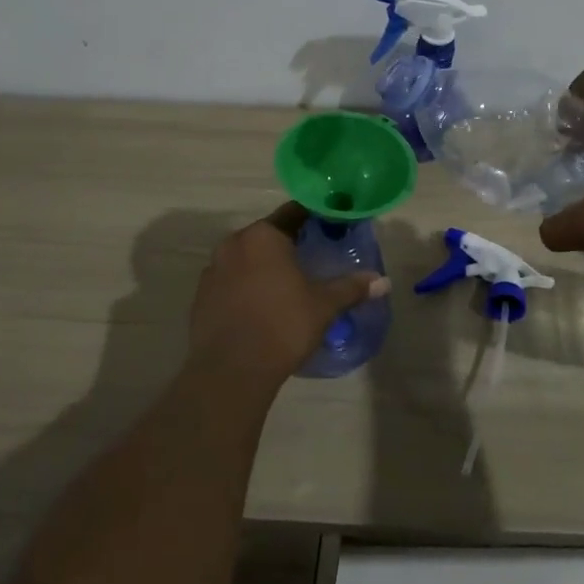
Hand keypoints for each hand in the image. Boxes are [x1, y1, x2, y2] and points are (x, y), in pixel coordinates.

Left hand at [189, 205, 388, 386]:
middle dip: (289, 244)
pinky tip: (261, 309)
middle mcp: (233, 243)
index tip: (331, 227)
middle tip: (312, 259)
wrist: (230, 370)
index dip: (315, 218)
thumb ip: (351, 287)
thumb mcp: (323, 305)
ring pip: (246, 258)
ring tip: (287, 287)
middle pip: (268, 235)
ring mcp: (212, 270)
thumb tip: (382, 280)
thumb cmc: (282, 326)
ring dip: (265, 267)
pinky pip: (230, 282)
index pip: (293, 213)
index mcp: (263, 236)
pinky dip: (246, 287)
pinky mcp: (201, 296)